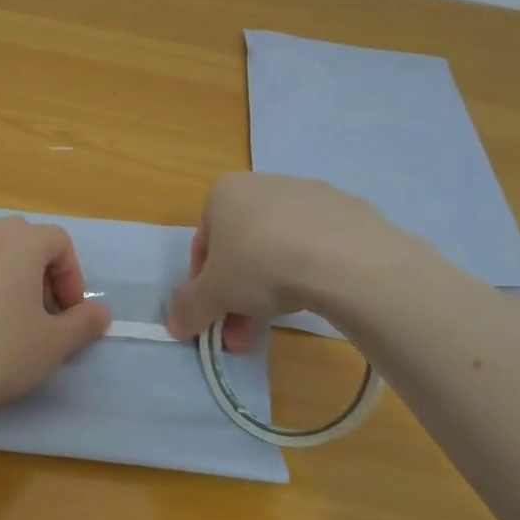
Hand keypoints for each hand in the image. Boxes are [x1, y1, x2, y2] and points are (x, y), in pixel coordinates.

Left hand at [0, 217, 111, 417]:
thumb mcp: (52, 345)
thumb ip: (83, 324)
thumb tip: (100, 312)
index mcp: (22, 243)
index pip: (59, 241)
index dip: (72, 276)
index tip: (67, 314)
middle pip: (26, 240)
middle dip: (42, 273)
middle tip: (42, 314)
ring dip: (12, 278)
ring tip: (9, 321)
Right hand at [166, 172, 399, 350]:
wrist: (345, 257)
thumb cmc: (261, 265)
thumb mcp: (213, 294)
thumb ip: (188, 307)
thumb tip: (174, 321)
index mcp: (224, 192)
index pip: (203, 245)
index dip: (203, 286)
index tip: (213, 317)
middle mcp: (262, 184)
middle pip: (241, 248)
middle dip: (237, 295)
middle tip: (241, 334)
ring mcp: (308, 194)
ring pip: (277, 248)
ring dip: (270, 288)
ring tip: (278, 323)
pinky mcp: (346, 210)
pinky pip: (316, 245)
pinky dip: (308, 270)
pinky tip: (317, 296)